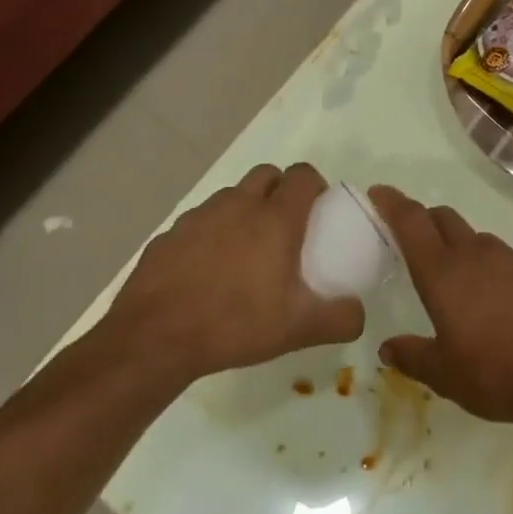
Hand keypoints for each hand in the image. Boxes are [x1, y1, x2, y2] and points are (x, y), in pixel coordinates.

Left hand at [103, 163, 363, 382]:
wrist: (153, 339)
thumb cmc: (235, 324)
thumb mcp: (299, 330)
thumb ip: (341, 319)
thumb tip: (359, 313)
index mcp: (276, 218)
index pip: (303, 175)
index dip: (314, 185)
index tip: (318, 210)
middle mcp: (239, 205)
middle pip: (267, 174)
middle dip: (280, 189)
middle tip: (285, 226)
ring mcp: (199, 217)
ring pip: (231, 195)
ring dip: (245, 209)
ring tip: (246, 249)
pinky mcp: (169, 235)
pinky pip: (199, 221)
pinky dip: (211, 232)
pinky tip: (208, 268)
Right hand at [368, 186, 512, 430]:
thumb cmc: (497, 375)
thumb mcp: (444, 375)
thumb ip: (412, 356)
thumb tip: (388, 347)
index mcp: (444, 274)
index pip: (412, 223)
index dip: (393, 203)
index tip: (380, 192)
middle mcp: (478, 255)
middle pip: (446, 220)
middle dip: (426, 221)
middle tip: (415, 239)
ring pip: (479, 240)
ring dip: (463, 248)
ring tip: (461, 282)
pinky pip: (510, 260)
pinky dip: (496, 270)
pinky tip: (503, 301)